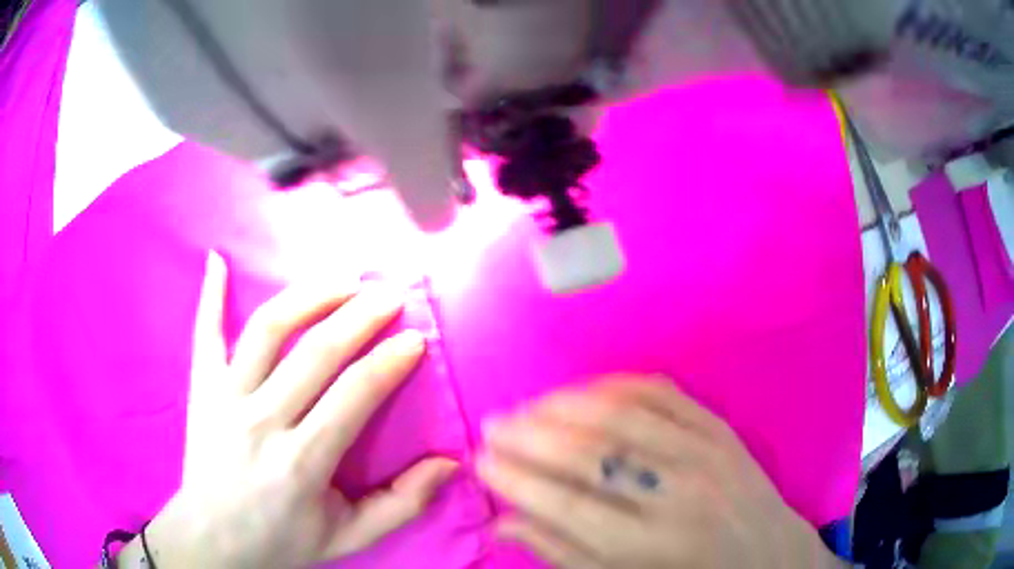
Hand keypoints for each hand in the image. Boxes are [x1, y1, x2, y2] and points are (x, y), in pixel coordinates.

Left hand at [122, 251, 456, 567]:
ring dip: (308, 295)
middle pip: (316, 353)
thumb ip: (402, 504)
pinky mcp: (201, 389)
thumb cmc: (282, 540)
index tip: (416, 339)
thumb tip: (449, 463)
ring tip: (343, 278)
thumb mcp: (349, 537)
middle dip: (361, 316)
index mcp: (301, 463)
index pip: (354, 396)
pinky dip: (209, 294)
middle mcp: (261, 422)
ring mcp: (224, 398)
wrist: (212, 539)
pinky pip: (204, 334)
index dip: (389, 362)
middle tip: (392, 294)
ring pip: (267, 329)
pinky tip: (217, 259)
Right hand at [477, 376, 844, 568]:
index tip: (480, 459)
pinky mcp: (719, 427)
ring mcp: (704, 453)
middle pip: (590, 455)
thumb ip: (562, 553)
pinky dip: (612, 386)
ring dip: (562, 406)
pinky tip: (580, 392)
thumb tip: (503, 521)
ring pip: (620, 416)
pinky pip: (659, 392)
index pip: (565, 505)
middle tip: (492, 425)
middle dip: (530, 436)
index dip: (515, 479)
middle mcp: (677, 495)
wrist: (767, 554)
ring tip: (525, 407)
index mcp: (649, 547)